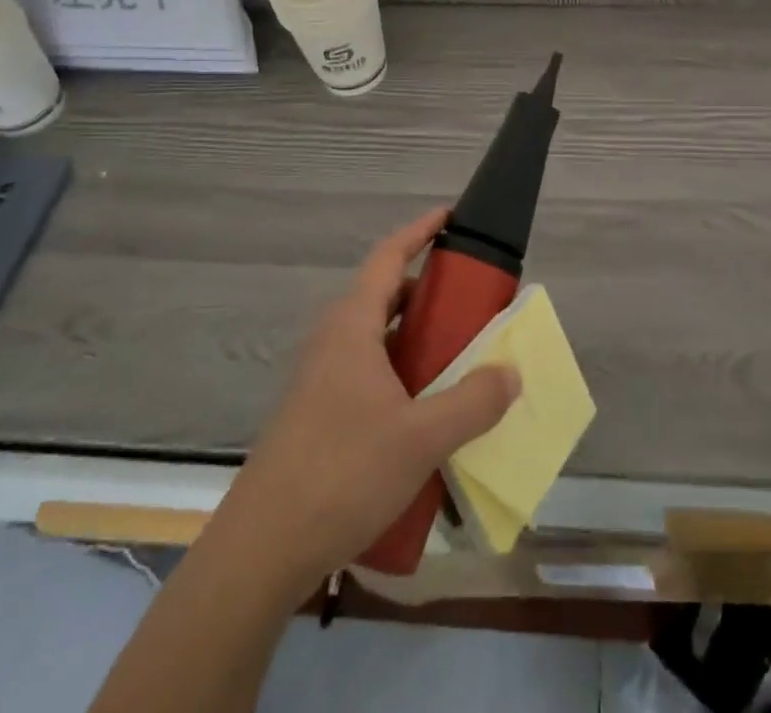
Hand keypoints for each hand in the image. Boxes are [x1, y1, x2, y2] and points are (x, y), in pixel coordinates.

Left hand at [221, 208, 519, 591]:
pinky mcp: (315, 415)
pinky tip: (424, 412)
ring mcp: (319, 379)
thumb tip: (511, 372)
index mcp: (352, 326)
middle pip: (384, 295)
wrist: (260, 552)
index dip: (420, 231)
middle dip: (428, 291)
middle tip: (471, 303)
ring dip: (415, 337)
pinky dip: (400, 373)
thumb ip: (473, 401)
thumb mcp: (422, 438)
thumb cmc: (342, 474)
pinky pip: (367, 372)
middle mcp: (332, 341)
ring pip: (376, 338)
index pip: (389, 256)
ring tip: (457, 357)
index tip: (450, 217)